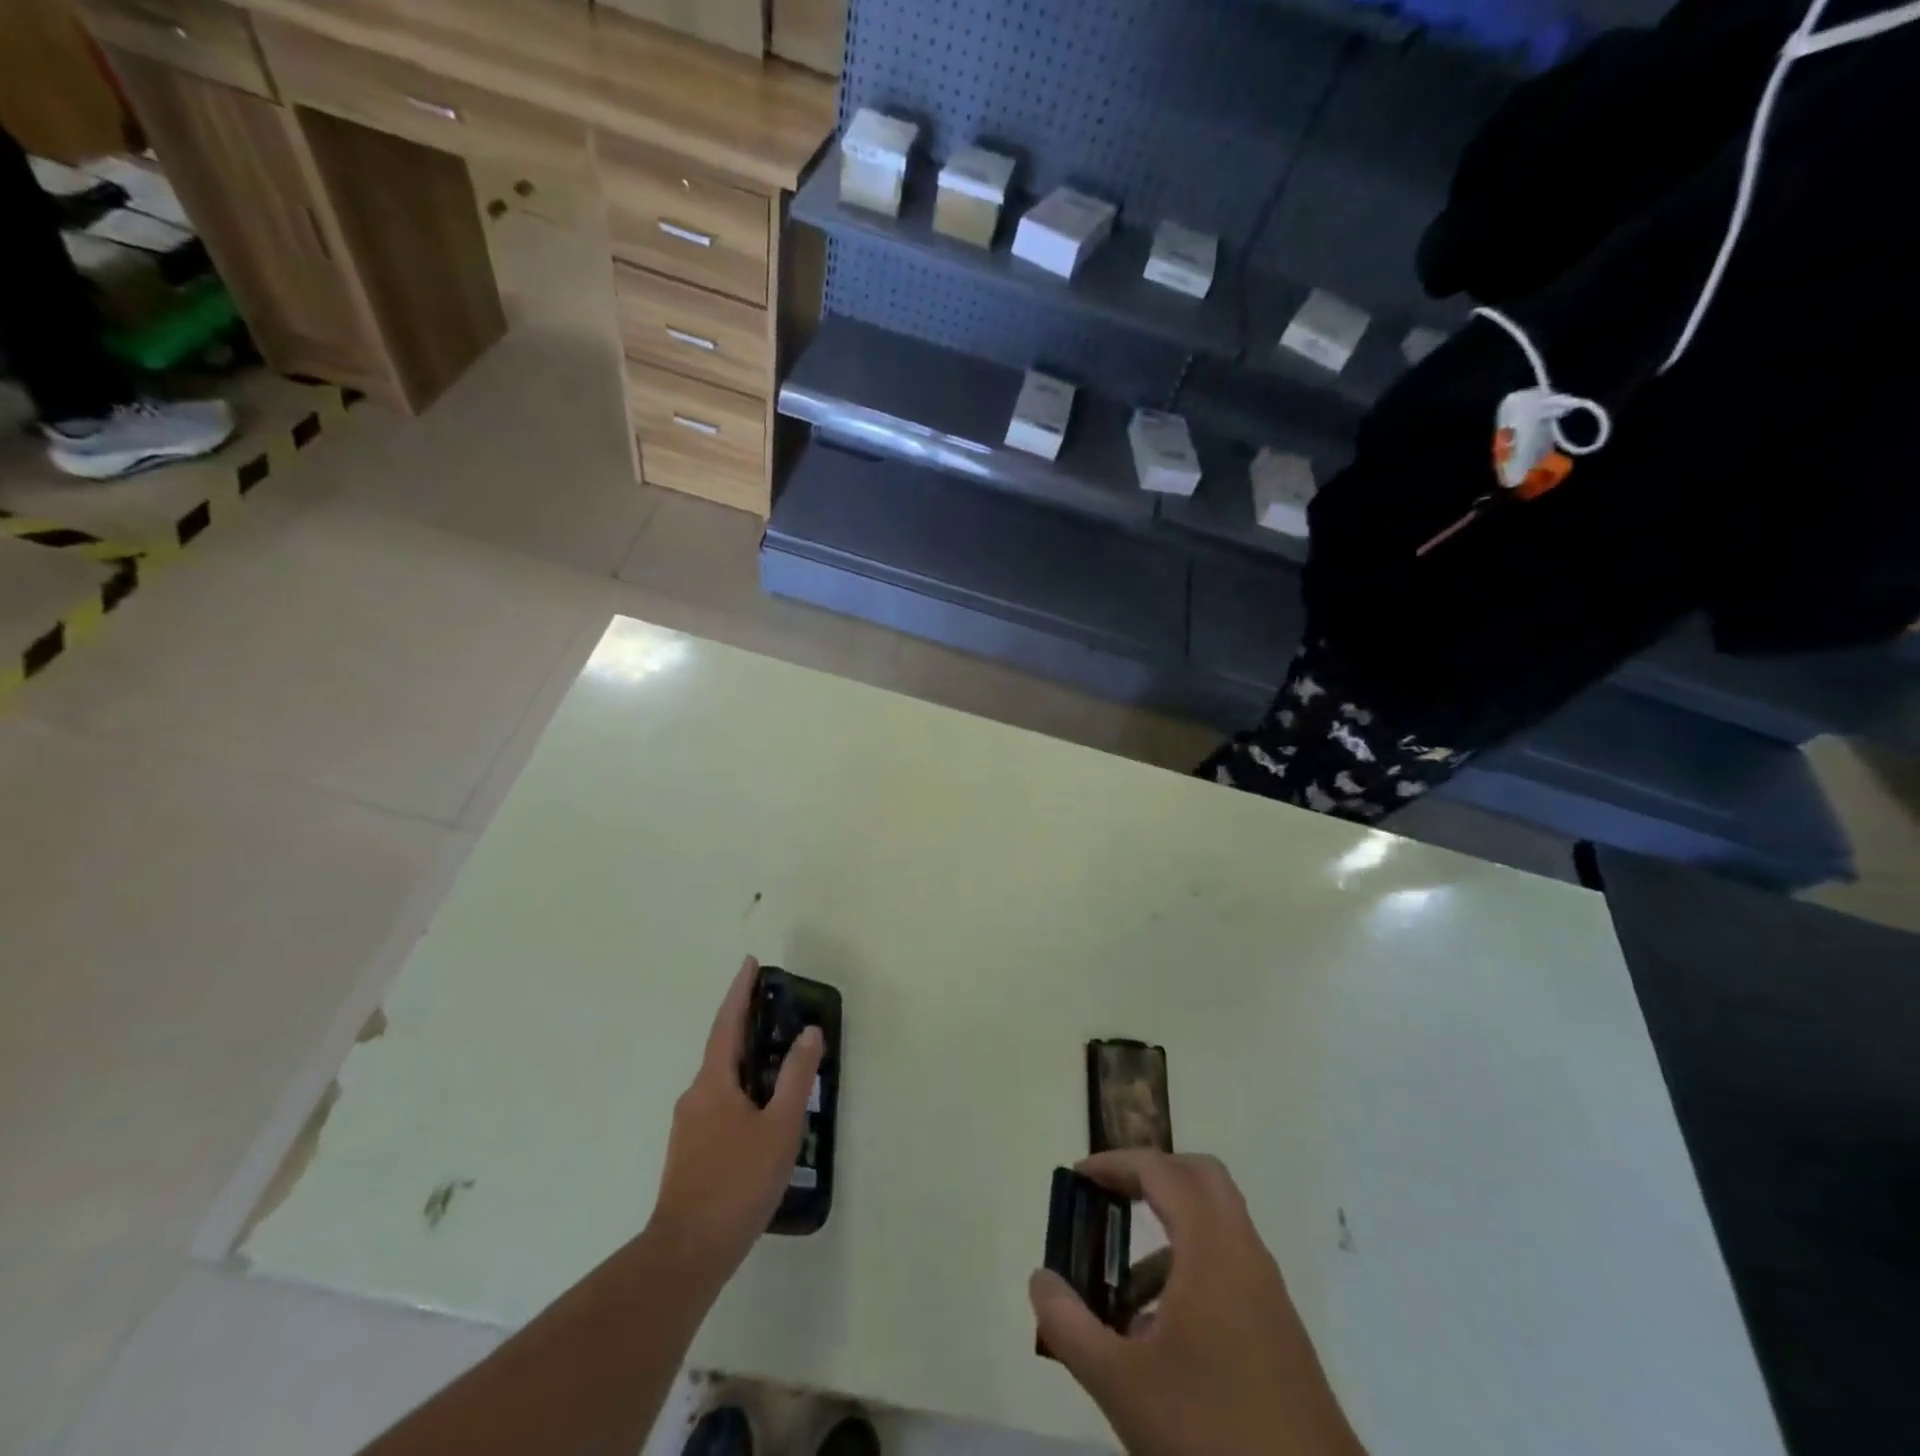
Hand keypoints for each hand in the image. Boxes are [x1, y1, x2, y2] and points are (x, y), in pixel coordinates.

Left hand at [646, 958, 823, 1284]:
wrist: (687, 1254)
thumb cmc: (737, 1182)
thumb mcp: (779, 1127)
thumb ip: (795, 1077)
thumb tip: (809, 1032)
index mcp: (713, 1082)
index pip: (728, 1023)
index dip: (740, 991)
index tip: (751, 962)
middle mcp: (695, 1095)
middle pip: (724, 1048)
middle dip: (748, 1025)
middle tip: (779, 1011)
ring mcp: (689, 1125)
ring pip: (723, 1080)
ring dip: (748, 1062)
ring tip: (781, 1062)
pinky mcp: (691, 1150)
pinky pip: (720, 1103)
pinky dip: (743, 1090)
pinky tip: (764, 1113)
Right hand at [1029, 1151, 1365, 1455]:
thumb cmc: (1213, 1438)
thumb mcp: (1122, 1386)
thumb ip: (1070, 1326)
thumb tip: (1041, 1279)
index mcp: (1211, 1248)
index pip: (1161, 1171)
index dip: (1117, 1163)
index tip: (1079, 1178)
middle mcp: (1244, 1253)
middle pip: (1199, 1177)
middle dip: (1151, 1176)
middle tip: (1111, 1199)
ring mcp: (1267, 1291)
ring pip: (1217, 1224)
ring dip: (1170, 1228)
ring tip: (1125, 1286)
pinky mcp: (1279, 1330)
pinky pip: (1229, 1265)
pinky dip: (1191, 1267)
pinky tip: (1161, 1335)